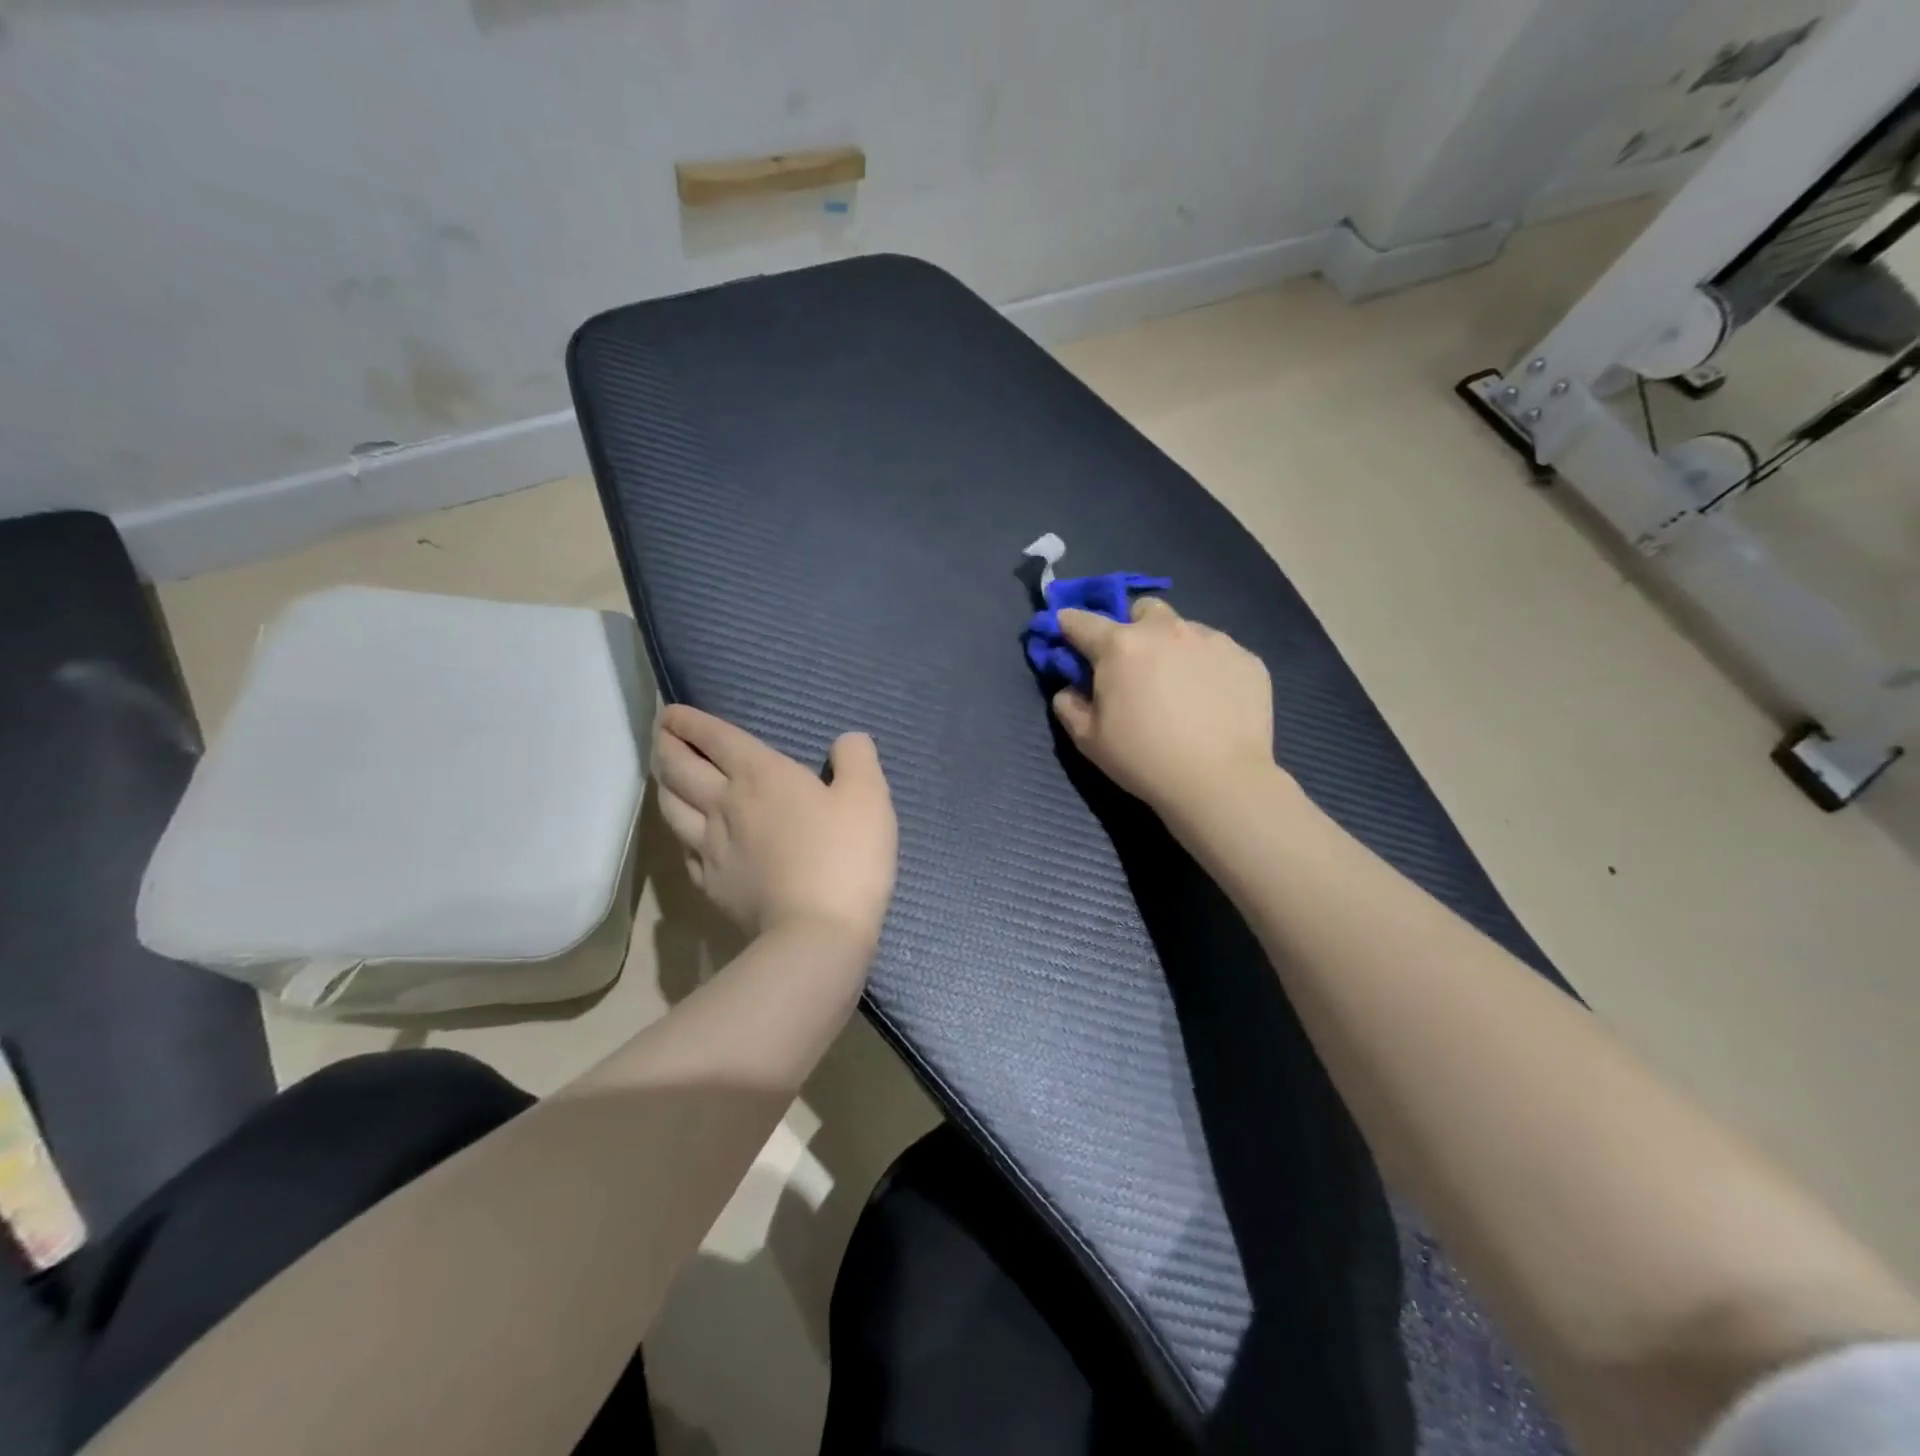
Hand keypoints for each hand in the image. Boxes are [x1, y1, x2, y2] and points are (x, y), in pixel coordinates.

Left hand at [651, 705, 897, 951]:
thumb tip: (846, 740)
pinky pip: (683, 851)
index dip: (690, 722)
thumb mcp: (869, 796)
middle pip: (680, 769)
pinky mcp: (711, 885)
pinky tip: (686, 835)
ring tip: (666, 777)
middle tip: (661, 735)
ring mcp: (711, 848)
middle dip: (666, 746)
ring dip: (664, 785)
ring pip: (671, 808)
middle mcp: (725, 804)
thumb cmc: (846, 856)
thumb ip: (856, 758)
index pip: (715, 738)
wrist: (817, 934)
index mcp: (761, 775)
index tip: (672, 713)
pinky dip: (679, 833)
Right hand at [1052, 598, 1276, 818]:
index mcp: (1120, 646)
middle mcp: (1166, 630)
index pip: (1081, 621)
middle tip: (1135, 666)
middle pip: (1142, 610)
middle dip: (1133, 628)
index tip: (1066, 633)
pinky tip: (1212, 702)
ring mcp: (1212, 640)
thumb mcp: (1089, 740)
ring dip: (1173, 648)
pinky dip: (1208, 667)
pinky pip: (1218, 652)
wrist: (1220, 781)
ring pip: (1184, 629)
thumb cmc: (1144, 759)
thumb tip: (1071, 689)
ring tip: (1180, 689)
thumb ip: (1068, 706)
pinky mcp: (1247, 657)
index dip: (1068, 625)